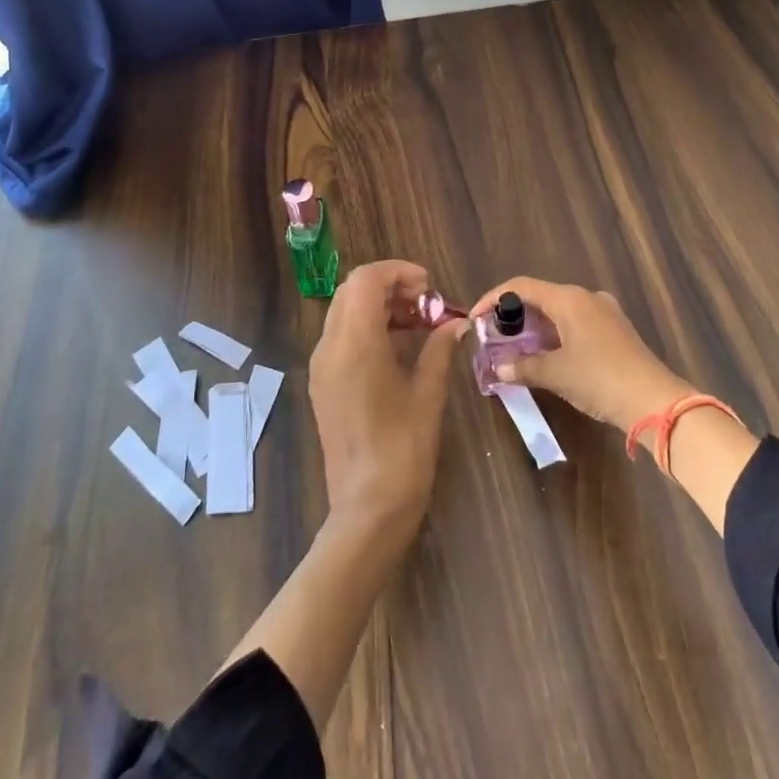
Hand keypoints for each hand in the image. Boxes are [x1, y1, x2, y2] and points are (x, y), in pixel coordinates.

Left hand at [309, 260, 466, 533]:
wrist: (367, 507)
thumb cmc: (404, 448)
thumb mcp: (428, 393)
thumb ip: (439, 349)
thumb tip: (456, 323)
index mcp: (355, 344)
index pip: (366, 279)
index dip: (398, 272)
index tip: (430, 287)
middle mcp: (330, 347)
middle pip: (352, 291)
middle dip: (390, 287)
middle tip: (426, 304)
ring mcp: (321, 366)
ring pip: (344, 312)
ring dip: (379, 306)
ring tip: (418, 323)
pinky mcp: (322, 384)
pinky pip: (341, 337)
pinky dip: (367, 327)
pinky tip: (398, 347)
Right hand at [471, 277, 692, 431]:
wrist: (654, 400)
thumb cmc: (599, 379)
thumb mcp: (555, 374)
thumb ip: (523, 367)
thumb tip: (498, 367)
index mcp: (569, 298)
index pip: (521, 286)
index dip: (493, 299)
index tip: (475, 318)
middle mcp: (586, 297)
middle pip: (540, 296)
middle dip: (514, 315)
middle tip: (493, 336)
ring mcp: (604, 312)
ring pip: (559, 311)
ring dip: (534, 327)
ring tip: (515, 348)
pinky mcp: (615, 330)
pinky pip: (575, 323)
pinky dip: (555, 334)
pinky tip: (546, 355)